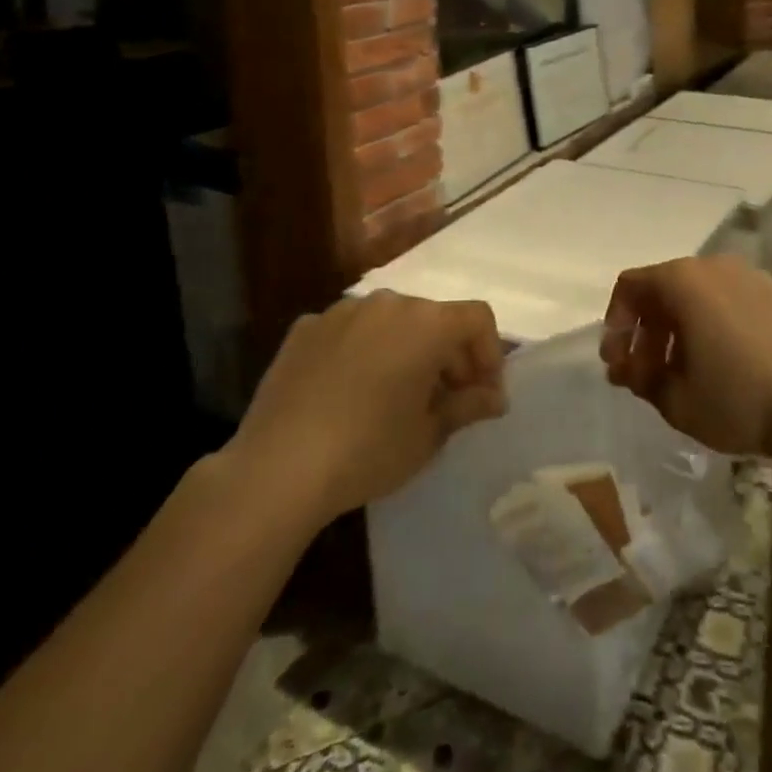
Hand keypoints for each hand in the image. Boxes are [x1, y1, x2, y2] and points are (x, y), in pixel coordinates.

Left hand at [227, 291, 506, 524]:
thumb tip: (494, 398)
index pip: (477, 319)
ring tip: (396, 396)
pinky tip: (349, 392)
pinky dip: (362, 352)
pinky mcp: (305, 328)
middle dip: (449, 355)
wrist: (277, 468)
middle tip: (446, 401)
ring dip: (405, 349)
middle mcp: (388, 302)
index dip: (489, 354)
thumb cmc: (369, 450)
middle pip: (434, 318)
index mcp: (426, 322)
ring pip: (391, 322)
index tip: (482, 395)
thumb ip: (468, 406)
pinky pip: (350, 332)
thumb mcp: (429, 434)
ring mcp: (342, 311)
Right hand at [601, 256, 771, 455]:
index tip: (617, 362)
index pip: (631, 286)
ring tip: (684, 373)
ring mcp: (752, 277)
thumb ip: (642, 379)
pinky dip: (715, 324)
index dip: (615, 324)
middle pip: (665, 289)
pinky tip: (724, 364)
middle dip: (648, 331)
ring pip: (700, 295)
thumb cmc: (738, 398)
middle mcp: (715, 266)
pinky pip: (732, 301)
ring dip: (680, 329)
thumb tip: (630, 370)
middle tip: (645, 374)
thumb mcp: (676, 401)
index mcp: (683, 280)